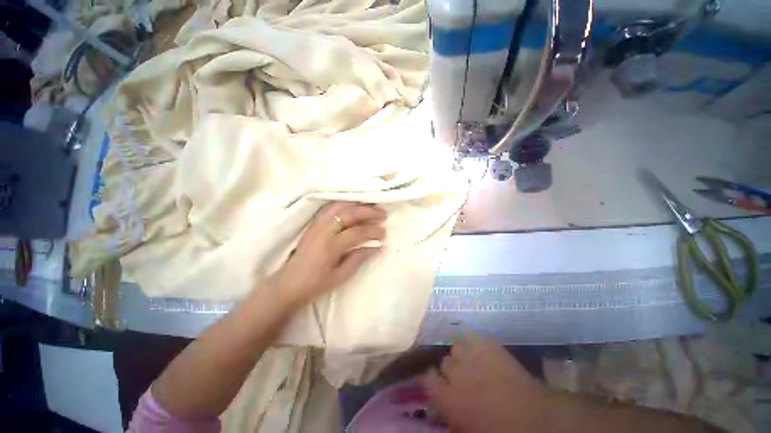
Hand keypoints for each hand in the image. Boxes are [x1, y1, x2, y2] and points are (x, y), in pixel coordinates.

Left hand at [267, 202, 385, 308]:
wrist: (288, 284)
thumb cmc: (316, 284)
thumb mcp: (341, 276)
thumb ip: (359, 259)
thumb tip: (377, 247)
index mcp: (330, 247)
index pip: (356, 232)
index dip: (373, 231)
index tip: (384, 233)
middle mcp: (323, 231)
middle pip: (348, 214)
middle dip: (368, 211)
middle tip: (383, 213)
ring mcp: (316, 225)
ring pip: (338, 206)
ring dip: (357, 204)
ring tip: (370, 206)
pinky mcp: (313, 224)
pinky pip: (330, 208)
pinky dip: (344, 204)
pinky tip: (353, 206)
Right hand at [423, 335, 550, 432]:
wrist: (534, 418)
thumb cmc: (499, 431)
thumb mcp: (467, 430)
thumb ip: (450, 417)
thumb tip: (439, 410)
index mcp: (447, 397)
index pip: (428, 379)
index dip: (432, 380)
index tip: (439, 383)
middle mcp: (454, 372)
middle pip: (445, 362)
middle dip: (452, 370)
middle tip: (464, 379)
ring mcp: (470, 354)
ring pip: (457, 347)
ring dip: (462, 355)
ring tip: (473, 362)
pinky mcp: (486, 343)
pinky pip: (471, 334)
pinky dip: (473, 339)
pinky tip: (479, 345)